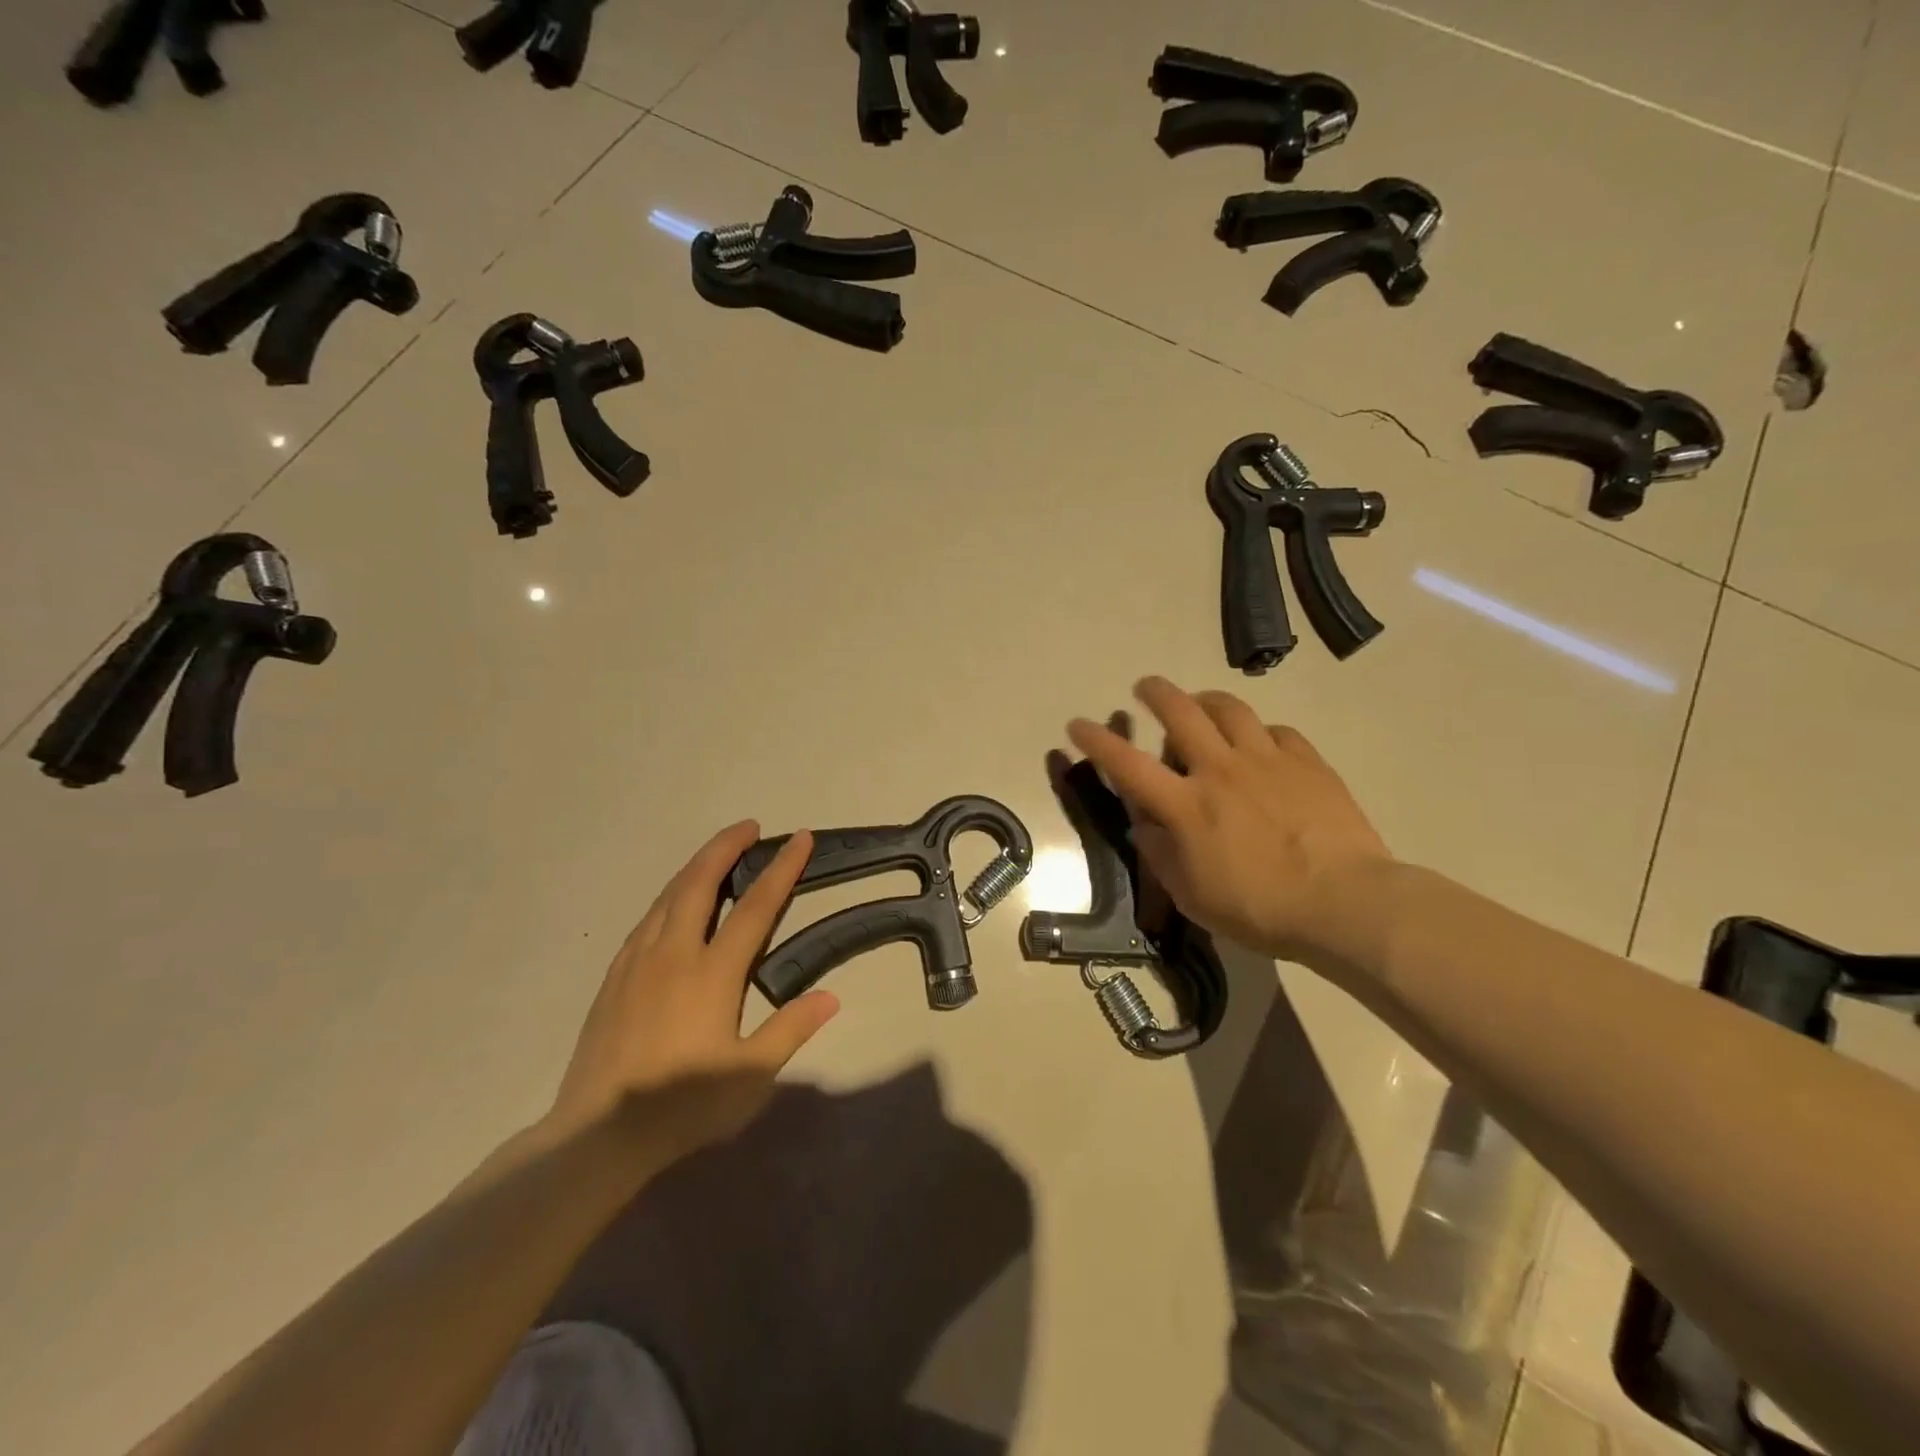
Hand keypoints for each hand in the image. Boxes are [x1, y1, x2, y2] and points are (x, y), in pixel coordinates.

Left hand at [545, 822, 838, 1163]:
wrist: (597, 1135)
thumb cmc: (682, 1105)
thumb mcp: (750, 1076)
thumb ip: (791, 1029)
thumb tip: (831, 997)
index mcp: (712, 972)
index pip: (755, 907)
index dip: (781, 869)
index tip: (799, 839)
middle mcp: (674, 953)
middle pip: (701, 882)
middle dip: (727, 846)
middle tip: (749, 826)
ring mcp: (637, 962)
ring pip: (669, 895)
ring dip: (696, 866)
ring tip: (716, 853)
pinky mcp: (613, 977)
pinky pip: (647, 920)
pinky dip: (669, 896)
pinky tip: (673, 905)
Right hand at [1068, 677, 1390, 961]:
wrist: (1346, 903)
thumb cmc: (1260, 909)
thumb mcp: (1193, 895)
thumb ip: (1160, 854)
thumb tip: (1143, 824)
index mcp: (1186, 806)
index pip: (1127, 764)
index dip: (1096, 741)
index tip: (1078, 724)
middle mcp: (1220, 770)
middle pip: (1180, 712)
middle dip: (1155, 692)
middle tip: (1145, 687)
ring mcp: (1266, 761)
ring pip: (1229, 708)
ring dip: (1205, 699)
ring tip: (1200, 703)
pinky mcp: (1307, 762)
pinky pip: (1276, 730)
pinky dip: (1258, 732)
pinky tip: (1261, 744)